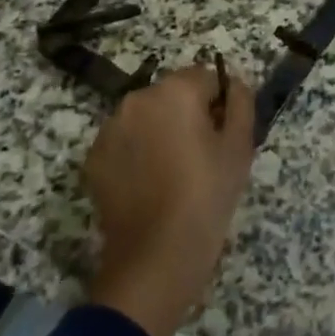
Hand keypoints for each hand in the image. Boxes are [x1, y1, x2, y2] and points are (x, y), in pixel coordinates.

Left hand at [84, 63, 255, 335]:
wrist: (156, 258)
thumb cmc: (207, 195)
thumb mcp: (240, 146)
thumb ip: (241, 102)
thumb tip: (234, 84)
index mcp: (175, 91)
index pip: (207, 78)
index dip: (221, 104)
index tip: (225, 135)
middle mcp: (136, 99)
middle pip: (174, 94)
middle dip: (190, 114)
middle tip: (204, 154)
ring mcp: (109, 129)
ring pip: (148, 116)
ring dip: (162, 131)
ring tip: (176, 171)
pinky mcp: (93, 158)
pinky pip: (126, 141)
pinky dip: (139, 152)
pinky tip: (151, 184)